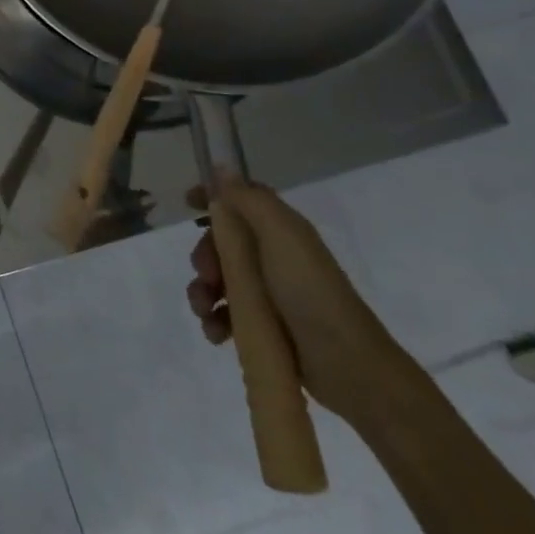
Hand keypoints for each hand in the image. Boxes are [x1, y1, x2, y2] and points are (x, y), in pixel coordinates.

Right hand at [185, 177, 412, 421]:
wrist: (347, 365)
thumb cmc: (310, 292)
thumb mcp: (281, 236)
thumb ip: (249, 200)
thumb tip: (222, 167)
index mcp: (281, 232)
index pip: (242, 201)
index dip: (214, 197)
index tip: (187, 203)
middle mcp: (274, 258)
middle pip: (222, 243)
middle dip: (203, 256)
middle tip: (206, 275)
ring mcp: (268, 294)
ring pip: (218, 280)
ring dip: (202, 292)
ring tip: (205, 311)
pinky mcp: (263, 327)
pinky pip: (225, 315)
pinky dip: (214, 321)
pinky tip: (216, 333)